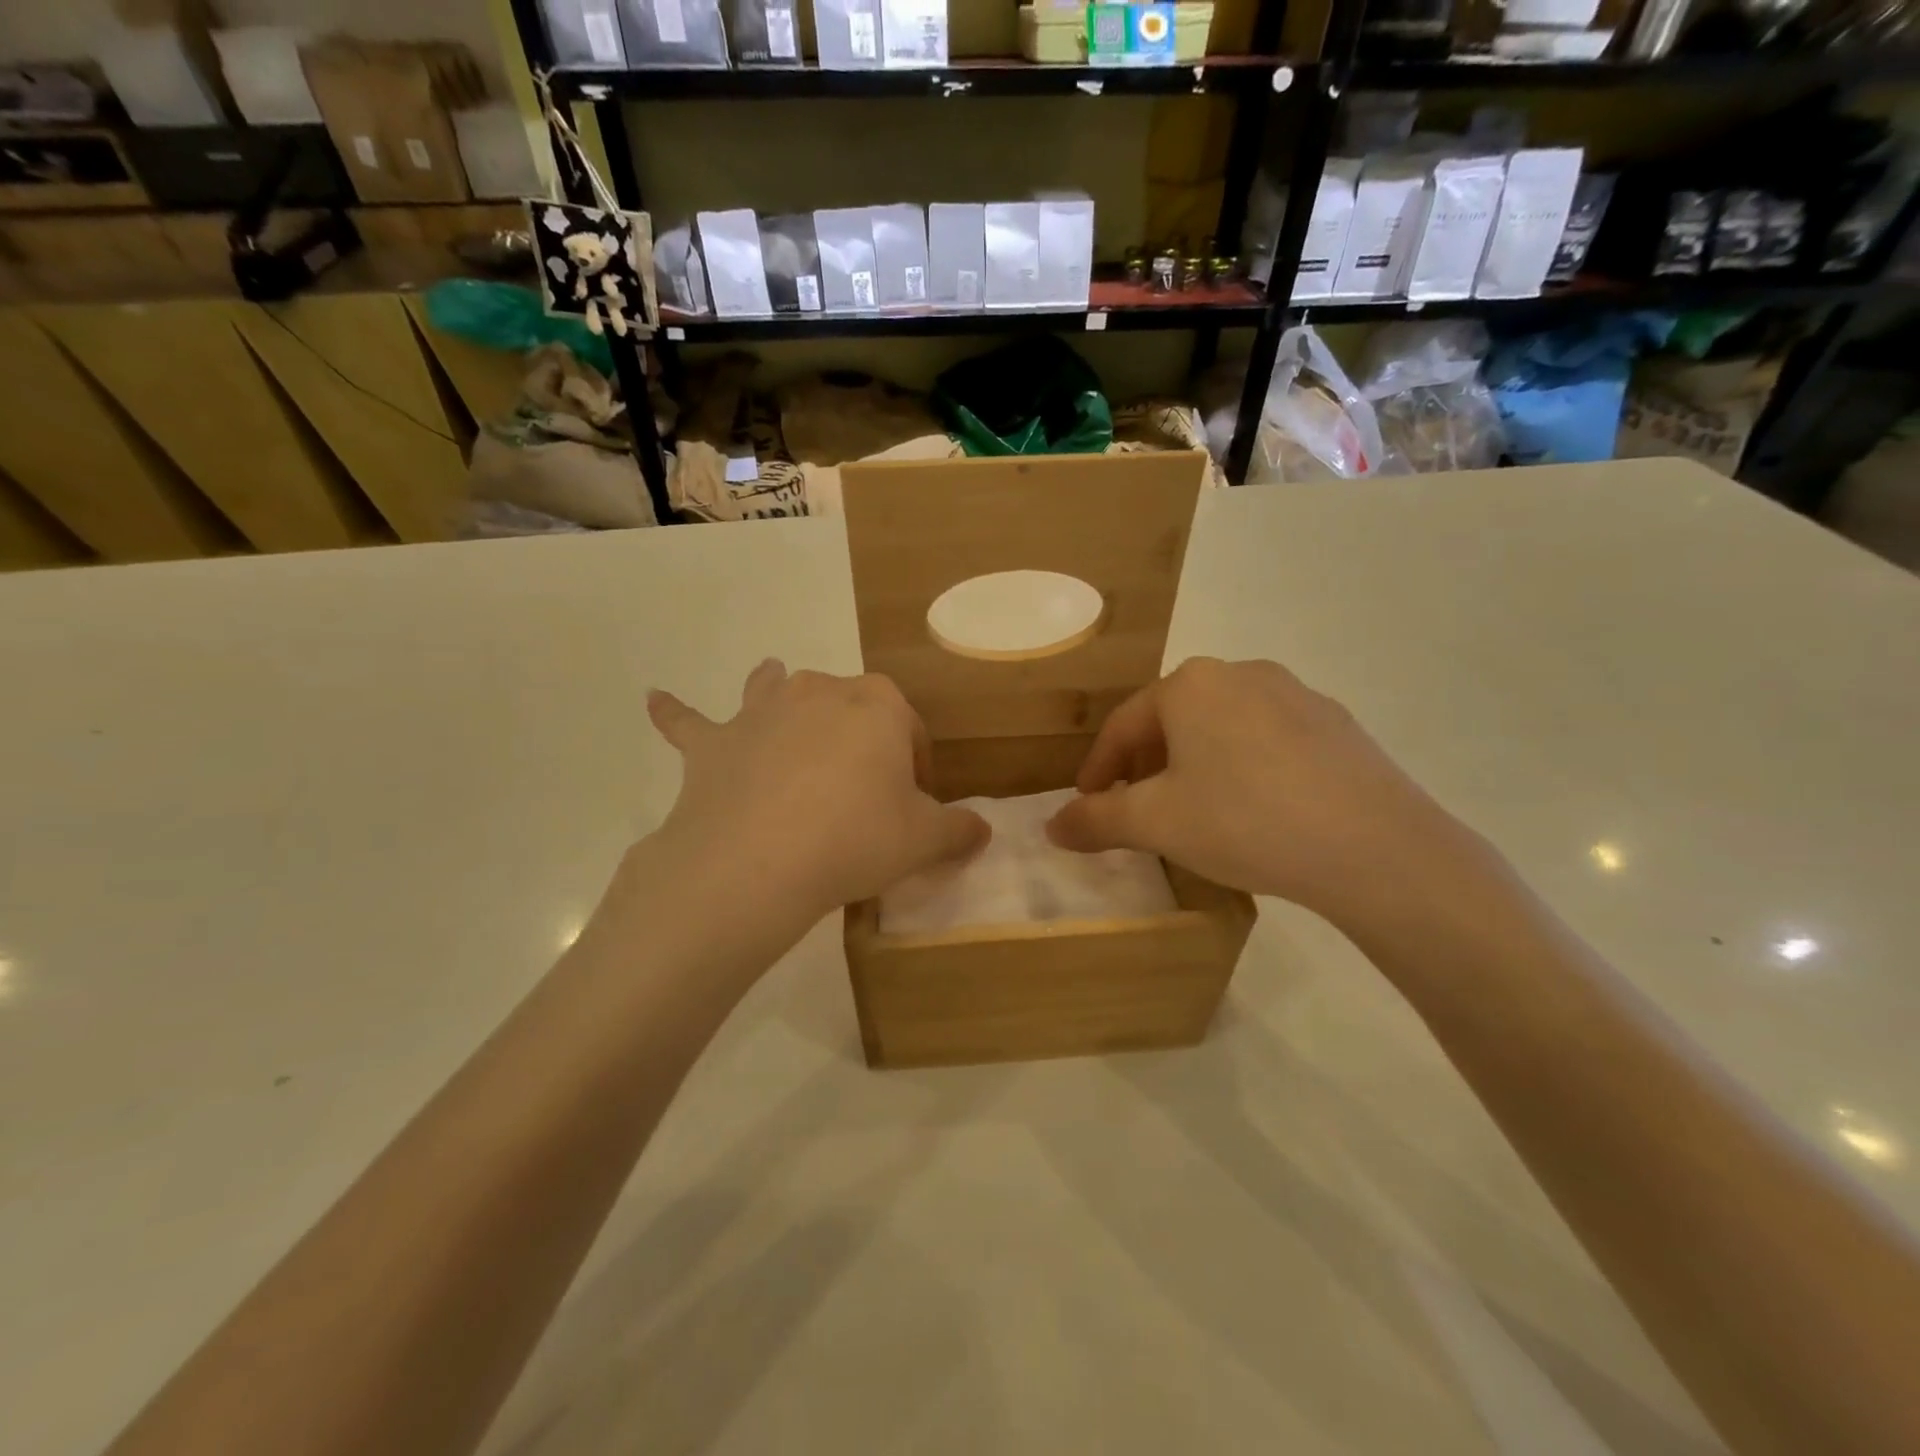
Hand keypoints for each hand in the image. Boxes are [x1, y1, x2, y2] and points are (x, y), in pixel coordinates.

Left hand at [643, 661, 988, 926]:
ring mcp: (760, 712)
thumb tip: (983, 831)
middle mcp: (819, 691)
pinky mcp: (713, 744)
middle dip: (859, 737)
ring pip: (774, 689)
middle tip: (862, 791)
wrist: (758, 861)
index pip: (910, 729)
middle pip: (848, 705)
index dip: (918, 766)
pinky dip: (675, 712)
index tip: (916, 803)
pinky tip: (654, 699)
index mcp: (877, 705)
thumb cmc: (855, 839)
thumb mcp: (924, 841)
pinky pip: (690, 722)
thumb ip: (960, 831)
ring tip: (778, 690)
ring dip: (778, 691)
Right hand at [1046, 657, 1491, 929]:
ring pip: (1222, 728)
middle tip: (1136, 807)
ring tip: (1193, 809)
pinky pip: (1268, 741)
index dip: (1098, 767)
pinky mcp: (1336, 725)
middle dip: (1146, 764)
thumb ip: (1096, 820)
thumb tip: (1052, 826)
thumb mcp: (1156, 823)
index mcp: (1191, 685)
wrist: (1375, 847)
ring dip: (1194, 764)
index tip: (1087, 803)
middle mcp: (1242, 674)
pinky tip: (1254, 809)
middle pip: (1173, 720)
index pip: (1124, 725)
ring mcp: (1297, 695)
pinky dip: (1243, 767)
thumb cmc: (1244, 820)